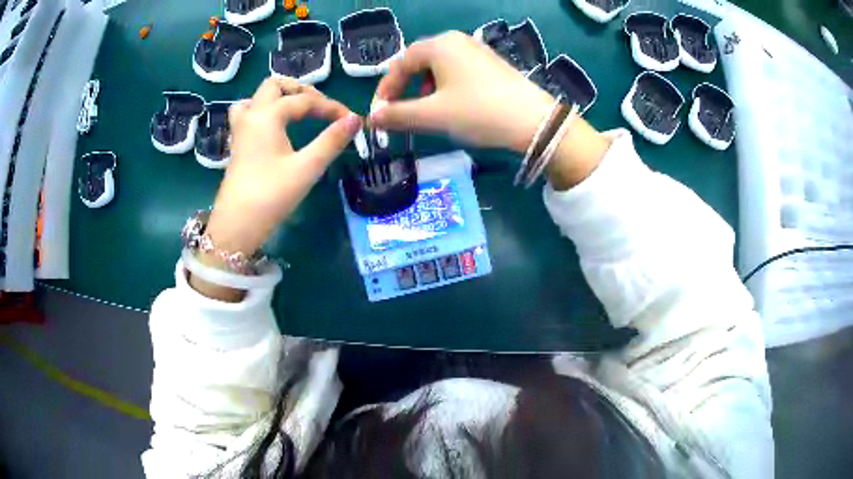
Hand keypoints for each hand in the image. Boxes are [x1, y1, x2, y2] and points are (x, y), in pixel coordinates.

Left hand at [207, 77, 360, 256]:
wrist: (236, 225)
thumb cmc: (271, 196)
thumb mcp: (307, 168)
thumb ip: (331, 140)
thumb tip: (355, 119)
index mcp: (268, 116)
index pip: (304, 100)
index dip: (330, 106)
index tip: (350, 120)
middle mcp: (251, 115)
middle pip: (274, 86)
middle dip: (300, 90)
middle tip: (319, 106)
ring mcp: (240, 130)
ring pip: (256, 98)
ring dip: (277, 97)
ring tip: (294, 110)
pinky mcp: (237, 145)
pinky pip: (248, 114)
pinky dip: (263, 111)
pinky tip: (273, 127)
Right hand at [370, 31, 554, 152]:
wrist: (533, 121)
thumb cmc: (477, 112)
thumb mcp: (432, 115)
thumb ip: (397, 115)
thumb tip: (372, 117)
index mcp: (439, 45)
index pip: (400, 63)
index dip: (385, 89)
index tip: (380, 113)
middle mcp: (457, 41)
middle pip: (419, 61)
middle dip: (405, 87)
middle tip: (400, 111)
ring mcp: (477, 51)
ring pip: (439, 67)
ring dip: (425, 88)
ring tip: (427, 110)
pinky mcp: (491, 64)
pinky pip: (458, 71)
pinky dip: (446, 87)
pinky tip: (453, 104)